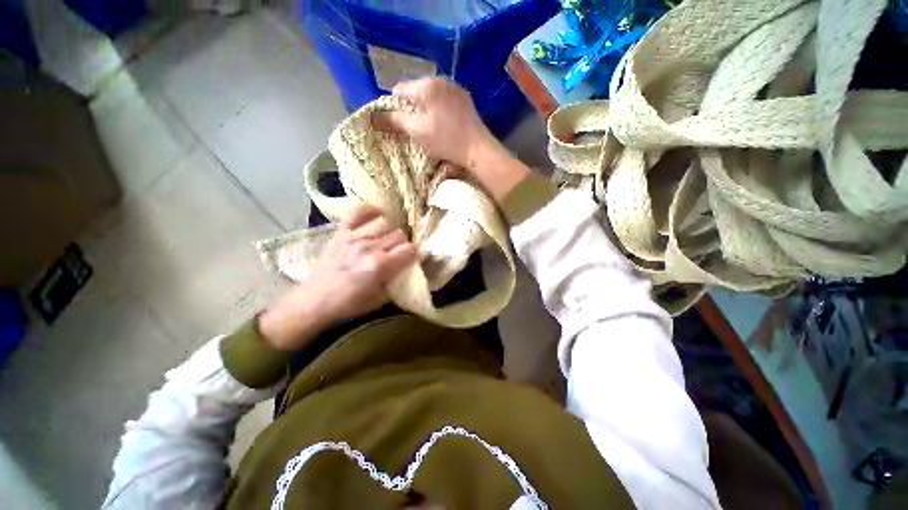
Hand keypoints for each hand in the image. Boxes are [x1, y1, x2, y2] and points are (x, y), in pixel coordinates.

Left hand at [259, 206, 416, 350]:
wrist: (314, 302)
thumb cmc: (350, 305)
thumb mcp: (381, 299)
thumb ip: (398, 280)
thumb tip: (410, 266)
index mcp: (380, 265)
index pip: (410, 249)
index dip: (415, 254)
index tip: (414, 259)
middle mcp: (369, 247)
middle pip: (399, 234)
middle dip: (403, 244)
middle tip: (398, 253)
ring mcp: (354, 236)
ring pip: (385, 222)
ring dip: (389, 231)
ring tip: (385, 240)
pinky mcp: (341, 232)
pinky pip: (358, 211)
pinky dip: (370, 211)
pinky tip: (376, 218)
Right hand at [382, 78, 494, 169]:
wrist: (477, 148)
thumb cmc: (445, 140)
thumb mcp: (416, 131)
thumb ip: (394, 121)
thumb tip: (373, 116)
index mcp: (426, 86)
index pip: (400, 89)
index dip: (395, 105)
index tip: (399, 123)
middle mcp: (441, 80)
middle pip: (417, 90)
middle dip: (412, 106)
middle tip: (415, 127)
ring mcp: (455, 88)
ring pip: (432, 94)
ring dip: (426, 107)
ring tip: (430, 126)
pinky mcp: (466, 99)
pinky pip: (445, 99)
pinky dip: (440, 108)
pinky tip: (444, 123)